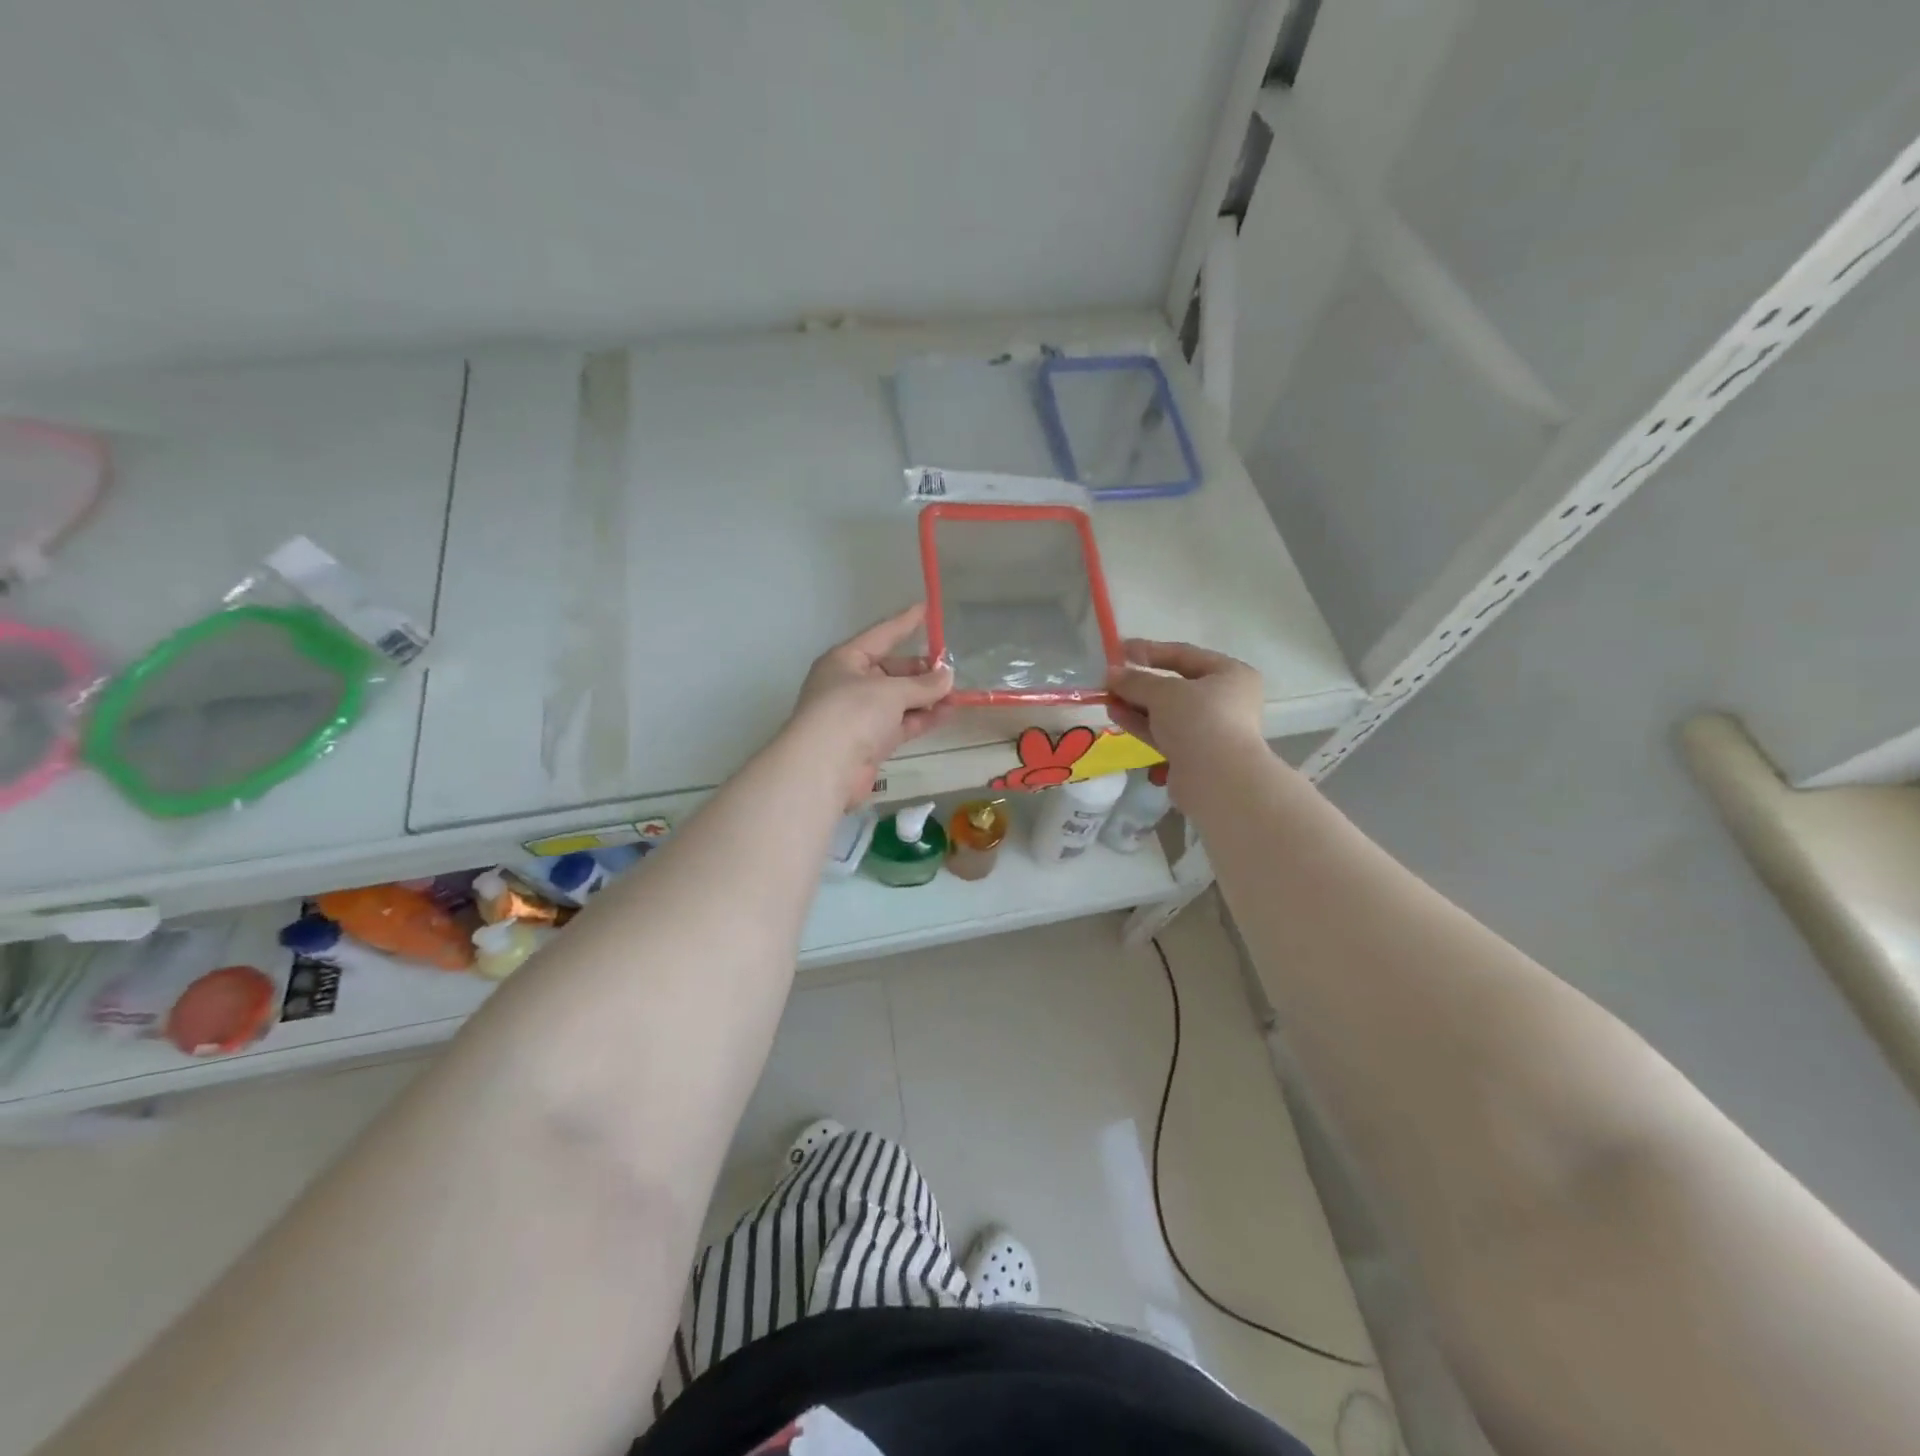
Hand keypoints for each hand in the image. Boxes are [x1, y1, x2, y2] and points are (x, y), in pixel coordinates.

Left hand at [790, 604, 954, 807]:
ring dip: (926, 697)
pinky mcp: (870, 742)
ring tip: (957, 693)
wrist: (824, 768)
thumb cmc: (852, 713)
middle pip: (891, 670)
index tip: (927, 609)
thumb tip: (948, 677)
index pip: (880, 635)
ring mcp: (859, 716)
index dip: (904, 623)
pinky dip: (922, 718)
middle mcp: (850, 684)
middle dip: (921, 670)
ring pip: (898, 700)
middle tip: (951, 670)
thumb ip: (923, 684)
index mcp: (845, 660)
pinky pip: (901, 723)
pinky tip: (947, 713)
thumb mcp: (891, 691)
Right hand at [1107, 639, 1266, 780]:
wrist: (1216, 779)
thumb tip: (1111, 673)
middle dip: (1140, 682)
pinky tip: (1115, 714)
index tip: (1119, 650)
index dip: (1150, 651)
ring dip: (1136, 703)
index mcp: (1230, 675)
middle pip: (1175, 685)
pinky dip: (1141, 723)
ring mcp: (1209, 729)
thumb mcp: (1163, 692)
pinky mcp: (1193, 754)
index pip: (1184, 655)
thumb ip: (1136, 680)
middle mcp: (1224, 700)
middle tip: (1110, 678)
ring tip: (1107, 697)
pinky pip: (1163, 732)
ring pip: (1167, 711)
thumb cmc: (1199, 719)